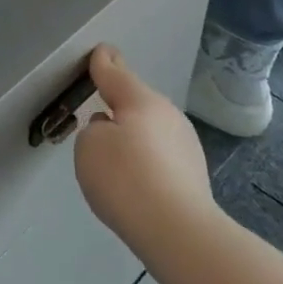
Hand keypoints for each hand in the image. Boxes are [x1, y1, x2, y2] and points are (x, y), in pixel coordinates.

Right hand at [74, 46, 215, 260]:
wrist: (178, 232)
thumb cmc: (126, 179)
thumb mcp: (89, 146)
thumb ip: (94, 130)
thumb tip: (111, 131)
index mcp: (141, 101)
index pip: (116, 73)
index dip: (103, 63)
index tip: (101, 51)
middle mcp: (167, 115)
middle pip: (136, 102)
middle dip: (119, 104)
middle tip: (99, 111)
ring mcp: (185, 145)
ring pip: (150, 129)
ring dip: (133, 136)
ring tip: (114, 159)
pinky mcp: (193, 174)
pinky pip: (159, 156)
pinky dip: (145, 161)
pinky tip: (135, 182)